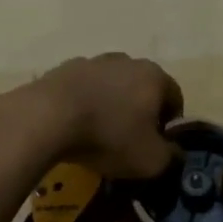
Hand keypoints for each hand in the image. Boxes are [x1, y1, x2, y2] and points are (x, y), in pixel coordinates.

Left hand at [24, 54, 182, 179]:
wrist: (47, 118)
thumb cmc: (109, 136)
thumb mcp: (150, 160)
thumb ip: (172, 157)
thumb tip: (176, 152)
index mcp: (154, 77)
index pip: (175, 98)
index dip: (170, 124)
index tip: (157, 145)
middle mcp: (127, 61)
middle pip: (142, 88)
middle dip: (140, 111)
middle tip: (129, 140)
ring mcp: (93, 61)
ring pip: (111, 85)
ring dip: (110, 105)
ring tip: (97, 133)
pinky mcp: (64, 68)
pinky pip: (83, 88)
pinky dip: (83, 103)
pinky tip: (73, 125)